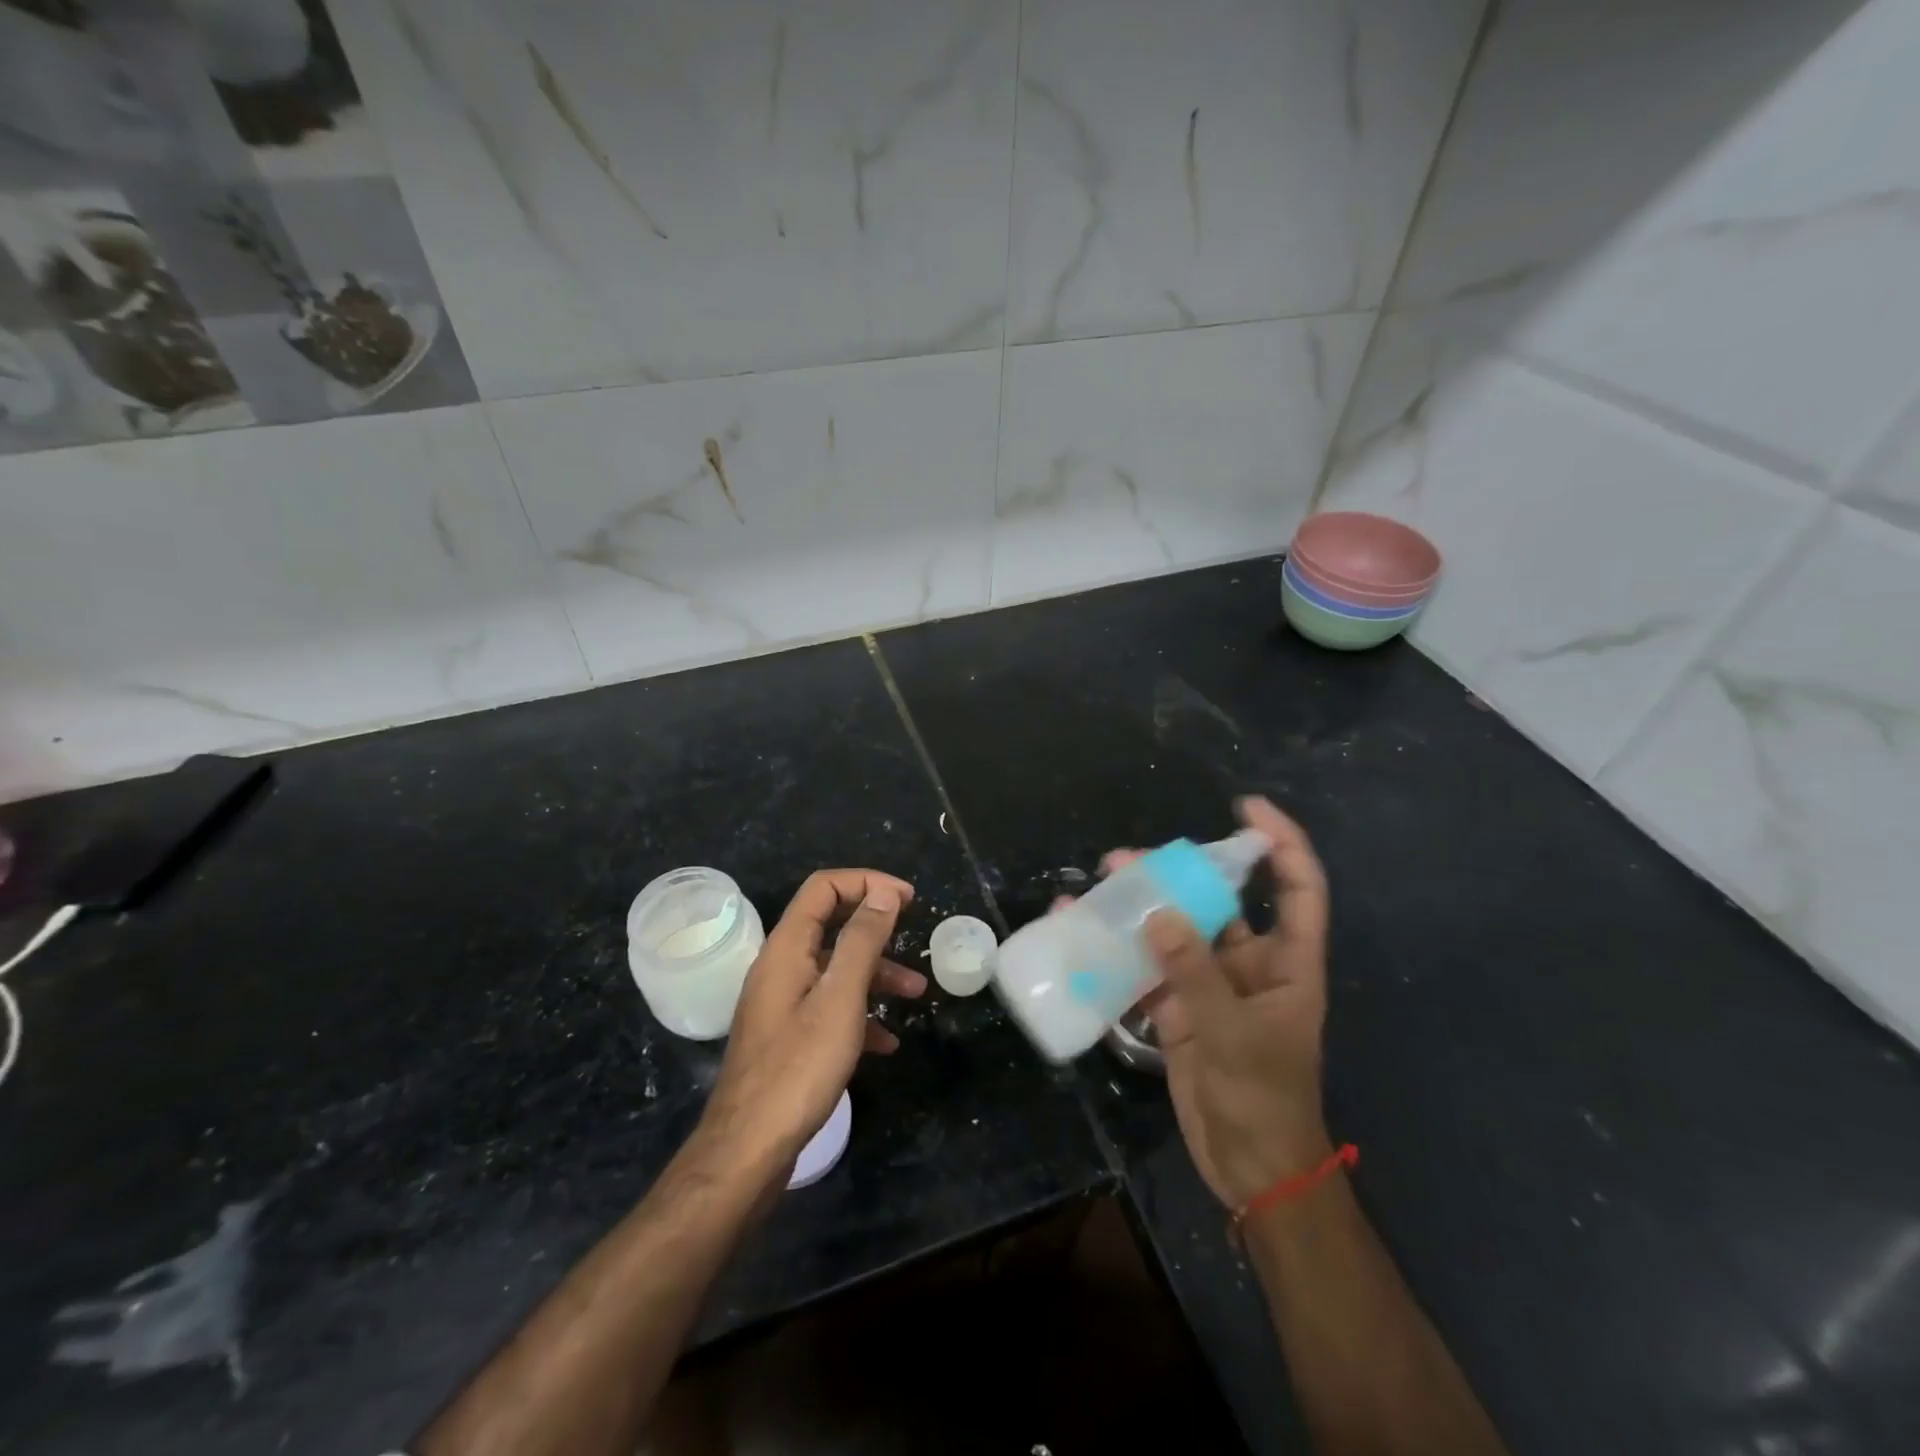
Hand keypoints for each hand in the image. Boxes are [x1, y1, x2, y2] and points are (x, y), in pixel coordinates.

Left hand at [691, 870, 926, 1182]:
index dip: (867, 882)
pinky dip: (860, 1014)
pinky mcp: (787, 1036)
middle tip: (913, 931)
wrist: (748, 1150)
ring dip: (876, 974)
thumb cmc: (799, 1068)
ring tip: (917, 995)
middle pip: (830, 925)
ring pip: (834, 970)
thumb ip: (862, 941)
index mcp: (787, 948)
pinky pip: (828, 1007)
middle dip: (876, 927)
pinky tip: (886, 1043)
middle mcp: (780, 967)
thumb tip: (883, 893)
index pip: (824, 888)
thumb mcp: (840, 999)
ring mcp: (782, 1003)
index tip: (907, 898)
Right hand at [1096, 798, 1332, 1207]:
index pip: (1298, 889)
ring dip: (1141, 909)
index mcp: (1287, 965)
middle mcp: (1250, 965)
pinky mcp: (1178, 1009)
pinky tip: (1085, 933)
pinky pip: (1148, 969)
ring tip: (1099, 886)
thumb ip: (1194, 972)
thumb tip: (1159, 913)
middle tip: (1127, 860)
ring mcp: (1211, 986)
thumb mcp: (1233, 1035)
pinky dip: (1119, 952)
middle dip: (1178, 875)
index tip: (1246, 810)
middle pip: (1219, 903)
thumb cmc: (1263, 1099)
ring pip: (1177, 932)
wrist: (1250, 1168)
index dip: (1281, 844)